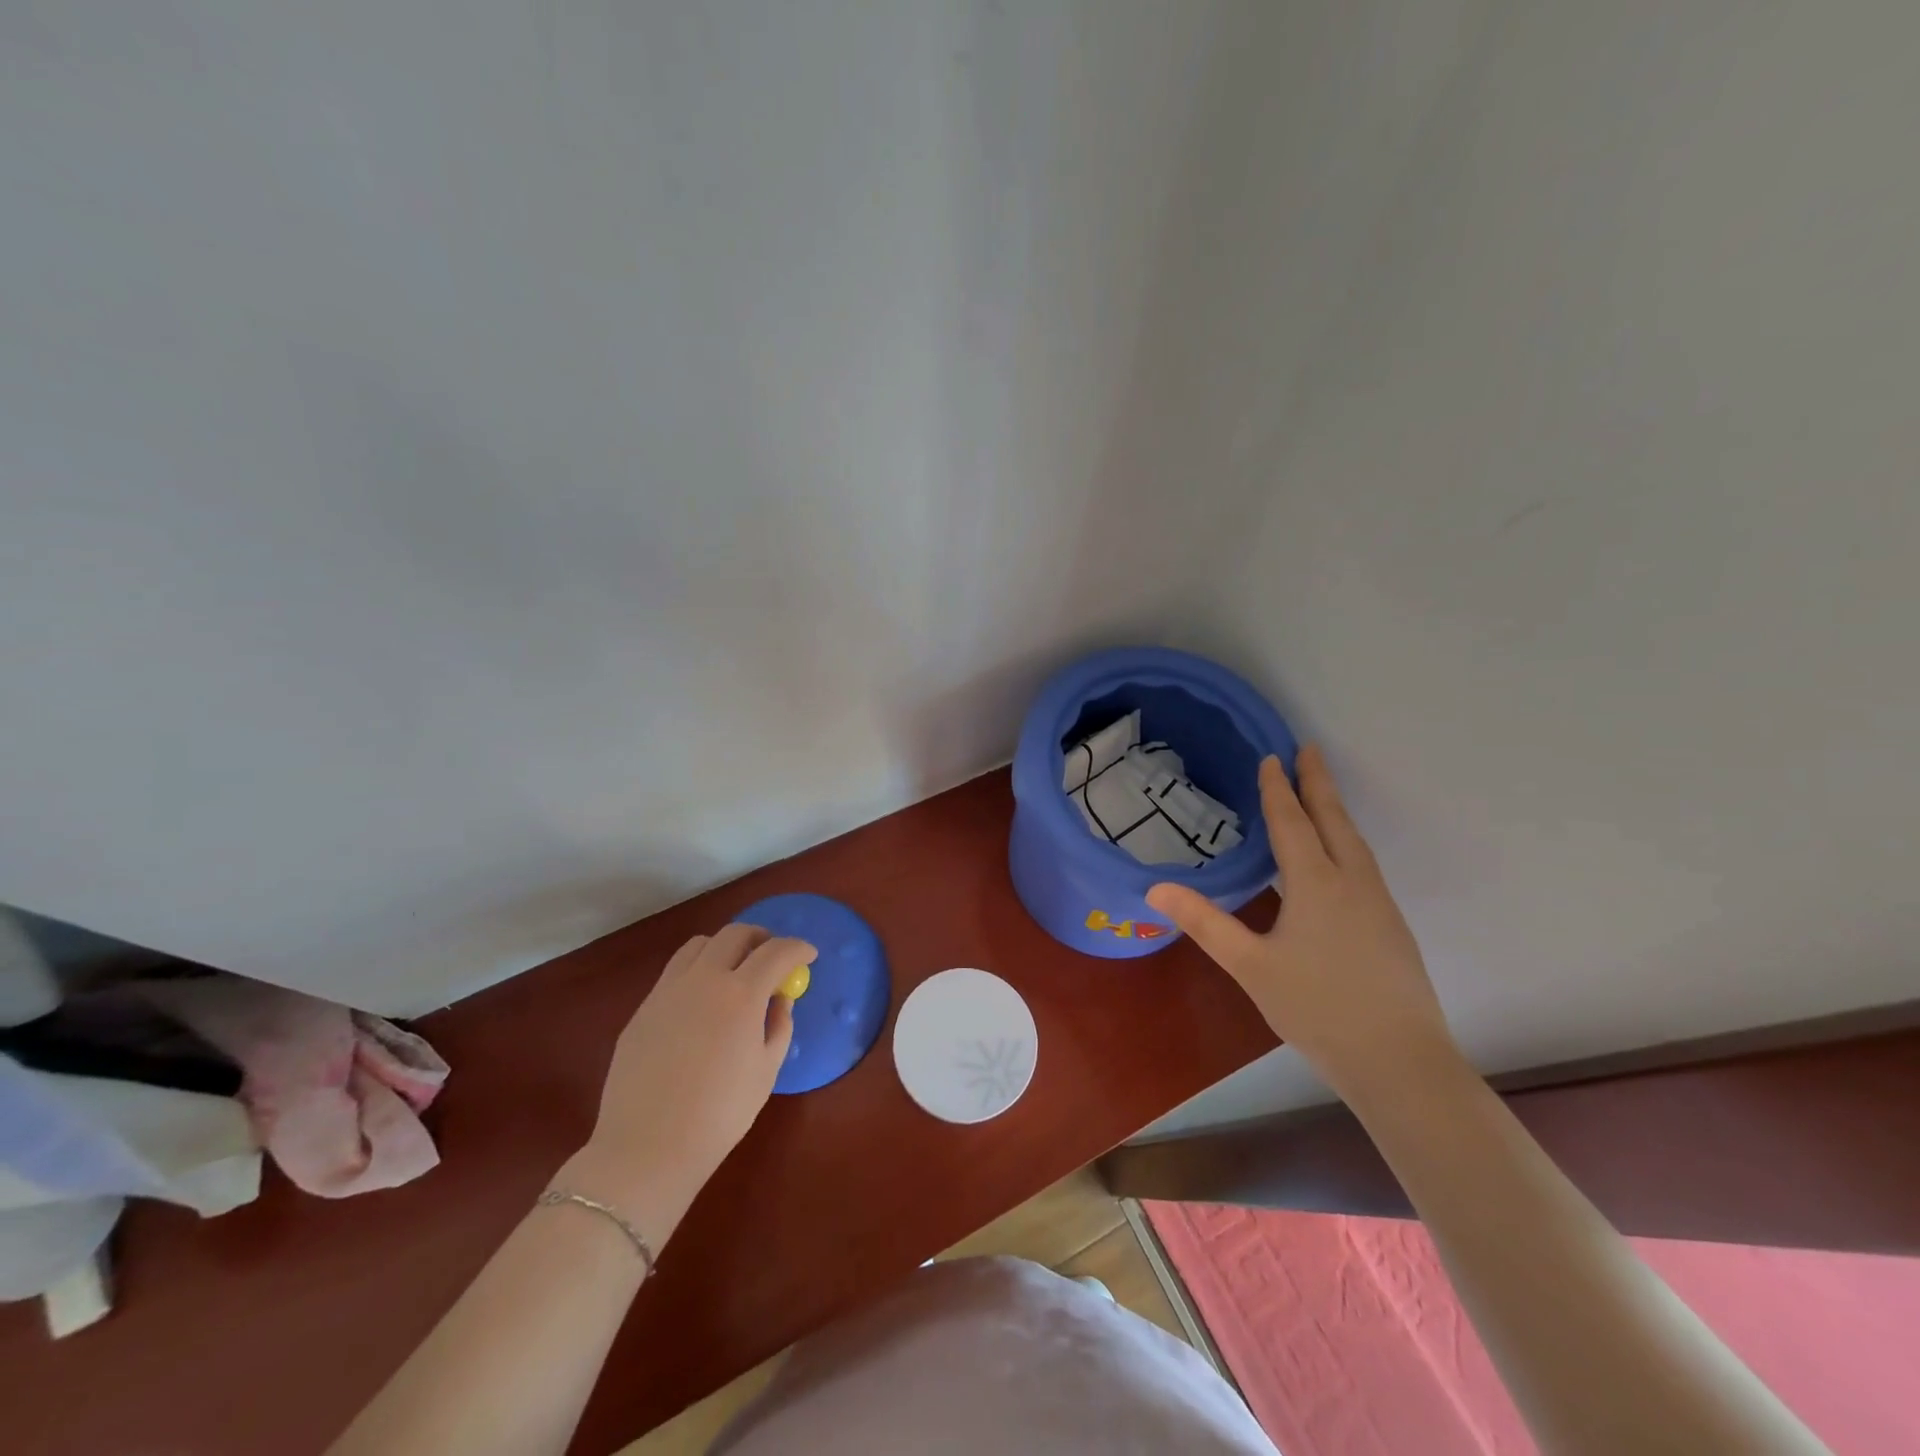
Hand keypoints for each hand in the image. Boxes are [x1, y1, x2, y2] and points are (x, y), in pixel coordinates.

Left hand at [560, 925, 814, 1238]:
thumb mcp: (766, 1071)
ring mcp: (667, 990)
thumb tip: (780, 999)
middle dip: (761, 938)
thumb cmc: (719, 1115)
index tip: (809, 954)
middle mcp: (703, 980)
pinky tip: (702, 1001)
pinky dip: (697, 970)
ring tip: (735, 970)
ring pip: (699, 944)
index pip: (777, 952)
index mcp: (740, 994)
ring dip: (725, 947)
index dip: (798, 948)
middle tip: (773, 956)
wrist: (646, 1148)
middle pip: (735, 934)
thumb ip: (779, 1026)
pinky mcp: (643, 1008)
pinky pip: (675, 972)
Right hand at [1147, 745, 1457, 1098]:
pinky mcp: (1392, 927)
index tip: (1273, 757)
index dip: (1279, 789)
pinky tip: (1340, 858)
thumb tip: (1155, 888)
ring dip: (1335, 811)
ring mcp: (1379, 904)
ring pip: (1354, 842)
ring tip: (1322, 794)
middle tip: (1309, 749)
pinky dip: (1346, 841)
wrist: (1401, 1063)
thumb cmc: (1317, 1009)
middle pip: (1333, 820)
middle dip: (1318, 783)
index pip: (1292, 822)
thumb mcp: (1250, 966)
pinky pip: (1364, 865)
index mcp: (1316, 883)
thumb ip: (1205, 923)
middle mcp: (1352, 882)